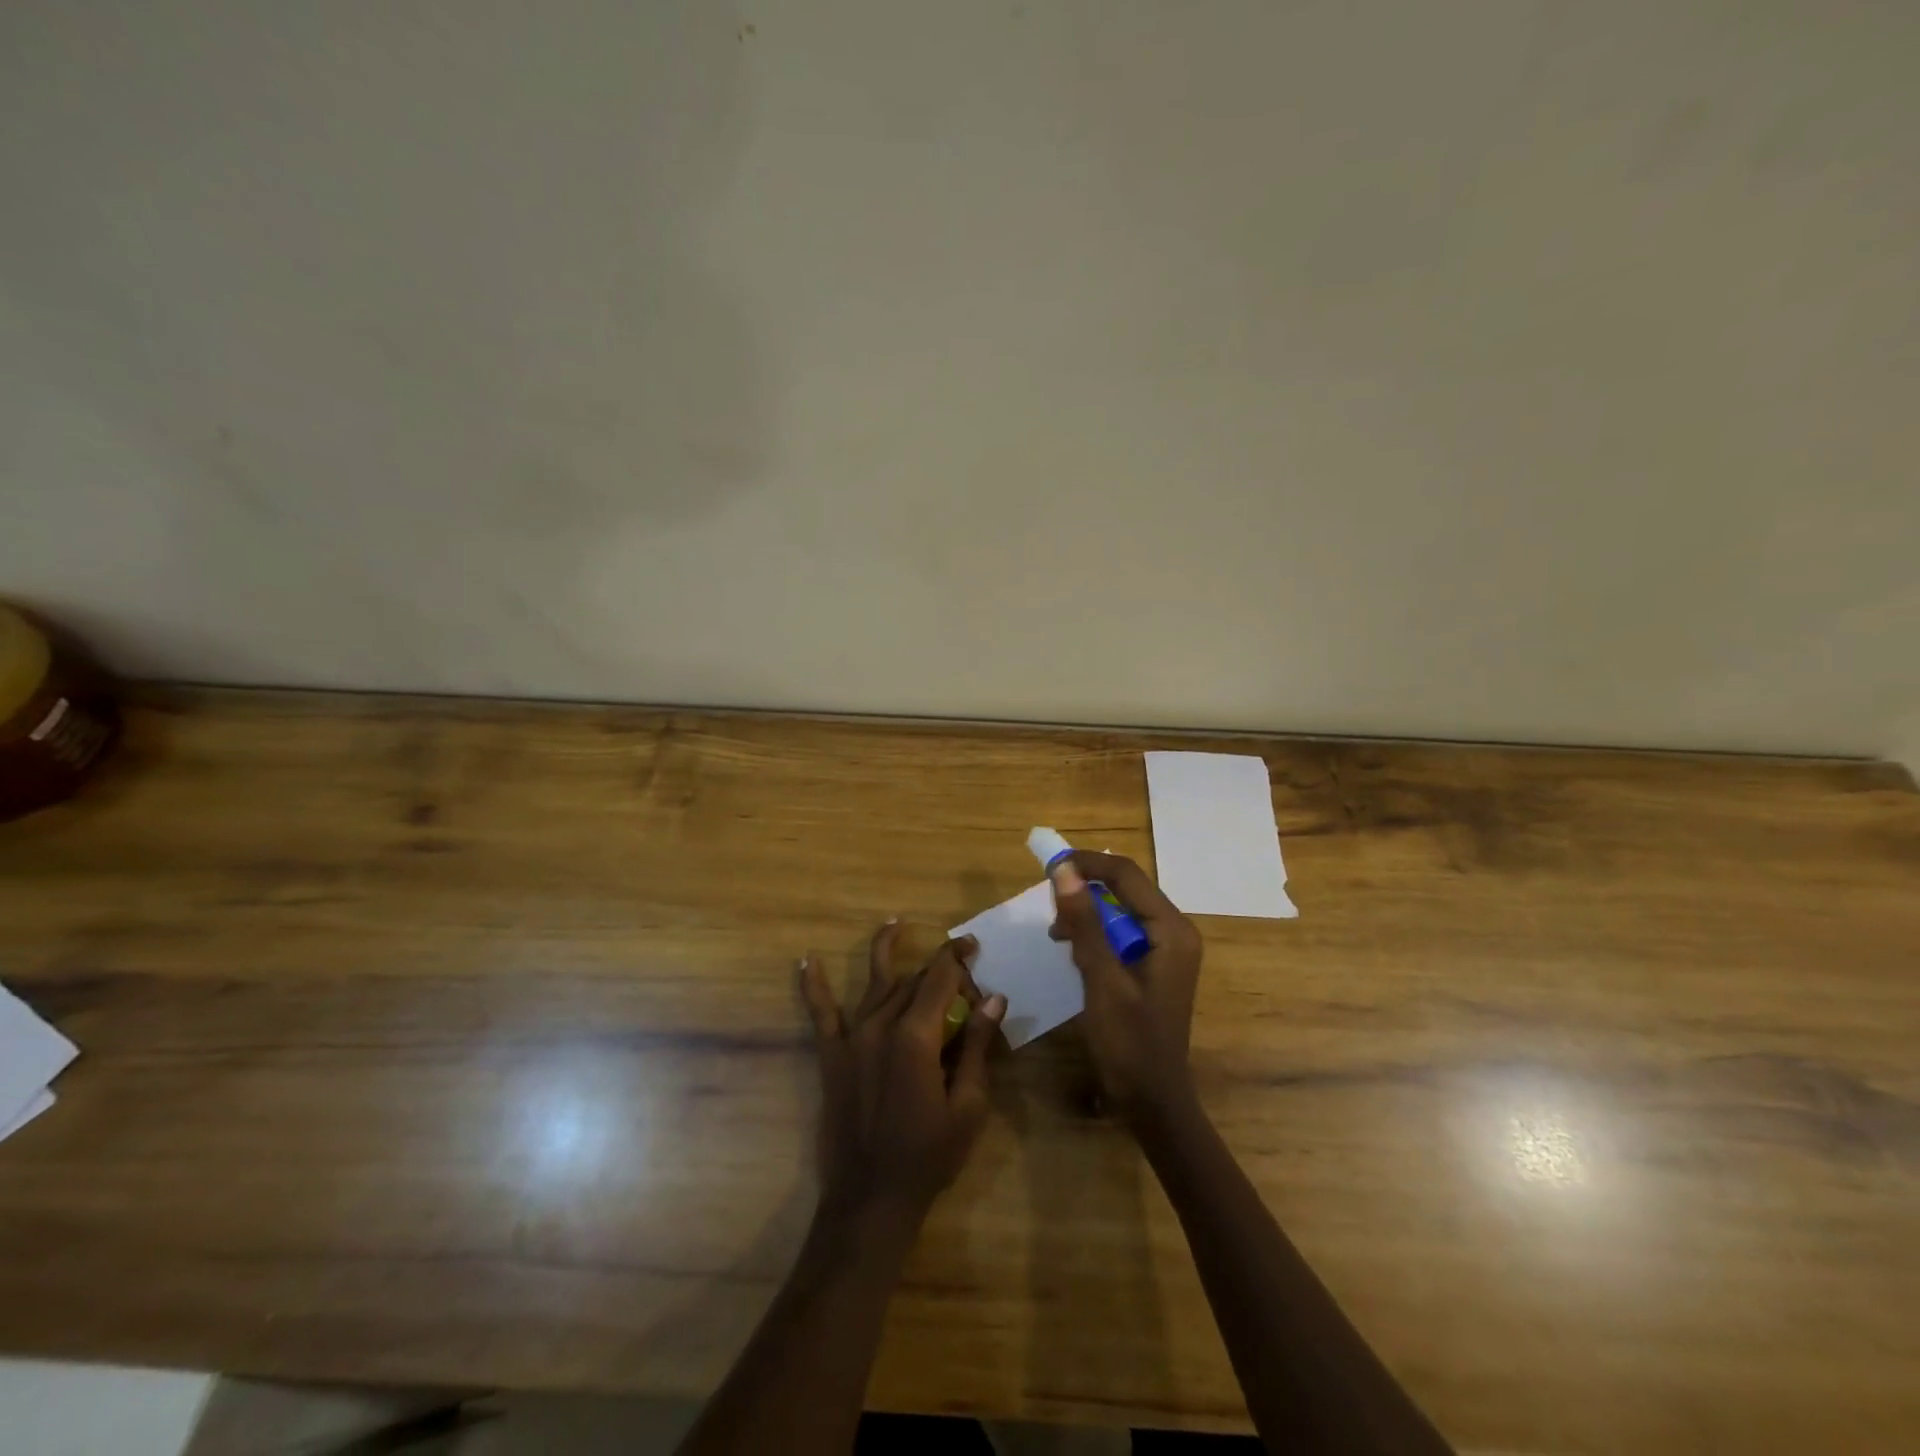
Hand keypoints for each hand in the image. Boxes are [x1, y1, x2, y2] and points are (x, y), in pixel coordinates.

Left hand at [800, 925, 1006, 1224]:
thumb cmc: (929, 1156)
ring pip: (875, 985)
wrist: (871, 1199)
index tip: (973, 945)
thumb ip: (979, 1046)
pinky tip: (806, 960)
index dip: (958, 957)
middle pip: (912, 981)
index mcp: (916, 1036)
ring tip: (894, 924)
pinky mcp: (832, 1057)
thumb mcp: (968, 1105)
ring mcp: (852, 1039)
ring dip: (885, 952)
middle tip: (960, 974)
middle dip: (937, 970)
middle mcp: (881, 1026)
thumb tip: (994, 998)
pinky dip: (813, 986)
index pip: (940, 979)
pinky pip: (821, 1014)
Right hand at [1048, 851, 1202, 1124]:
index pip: (1127, 875)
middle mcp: (1175, 930)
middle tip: (1049, 906)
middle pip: (1126, 889)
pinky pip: (1122, 933)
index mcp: (1172, 929)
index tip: (1048, 866)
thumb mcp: (1101, 979)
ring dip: (1087, 914)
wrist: (1152, 1100)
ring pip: (1121, 910)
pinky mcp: (1154, 964)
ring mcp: (1167, 948)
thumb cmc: (1129, 1042)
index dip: (1087, 864)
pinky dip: (1096, 934)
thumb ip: (1084, 923)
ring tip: (1058, 934)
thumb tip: (1063, 870)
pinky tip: (1074, 951)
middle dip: (1085, 890)